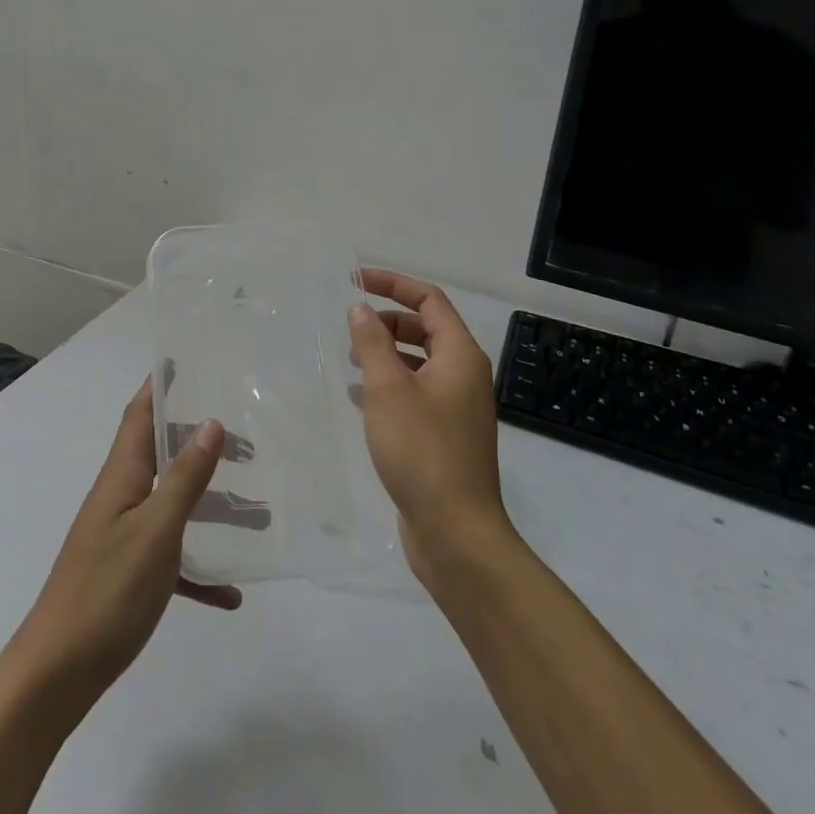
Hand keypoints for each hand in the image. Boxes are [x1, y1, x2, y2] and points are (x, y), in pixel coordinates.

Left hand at [7, 380, 239, 713]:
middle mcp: (121, 496)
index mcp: (122, 475)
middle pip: (163, 455)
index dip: (160, 386)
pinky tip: (231, 593)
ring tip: (258, 512)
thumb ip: (184, 478)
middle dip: (200, 443)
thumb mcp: (155, 530)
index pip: (140, 414)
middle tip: (247, 443)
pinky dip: (199, 568)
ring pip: (173, 506)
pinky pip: (172, 559)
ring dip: (211, 505)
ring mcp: (123, 536)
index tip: (187, 362)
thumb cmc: (107, 590)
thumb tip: (211, 422)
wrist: (58, 673)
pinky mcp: (129, 576)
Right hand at [350, 269, 516, 585]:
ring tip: (351, 360)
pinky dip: (389, 384)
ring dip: (386, 353)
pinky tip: (359, 396)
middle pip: (426, 328)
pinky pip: (415, 393)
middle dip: (388, 320)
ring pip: (419, 362)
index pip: (430, 300)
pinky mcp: (444, 435)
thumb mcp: (389, 389)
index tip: (357, 281)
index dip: (394, 284)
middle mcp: (464, 376)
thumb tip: (360, 308)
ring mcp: (456, 408)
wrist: (456, 533)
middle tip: (350, 327)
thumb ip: (372, 343)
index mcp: (460, 356)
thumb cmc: (422, 451)